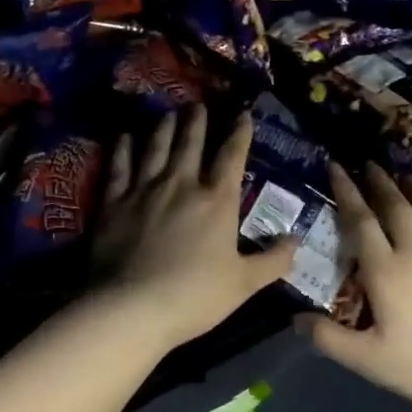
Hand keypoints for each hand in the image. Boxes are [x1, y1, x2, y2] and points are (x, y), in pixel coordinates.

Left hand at [90, 106, 296, 347]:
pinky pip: (120, 166)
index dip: (239, 133)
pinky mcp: (114, 202)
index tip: (243, 114)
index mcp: (217, 201)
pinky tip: (125, 137)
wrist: (132, 307)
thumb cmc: (194, 296)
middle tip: (197, 104)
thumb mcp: (244, 284)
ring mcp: (144, 190)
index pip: (232, 157)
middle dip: (196, 121)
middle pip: (190, 143)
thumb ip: (273, 260)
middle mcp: (182, 185)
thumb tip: (296, 241)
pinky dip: (123, 149)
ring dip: (163, 127)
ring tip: (167, 112)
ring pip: (155, 147)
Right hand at [302, 163, 411, 411]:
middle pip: (394, 207)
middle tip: (367, 163)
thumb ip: (329, 339)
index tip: (336, 166)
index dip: (346, 192)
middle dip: (378, 182)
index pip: (361, 222)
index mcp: (386, 271)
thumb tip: (295, 319)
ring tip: (401, 173)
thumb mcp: (371, 361)